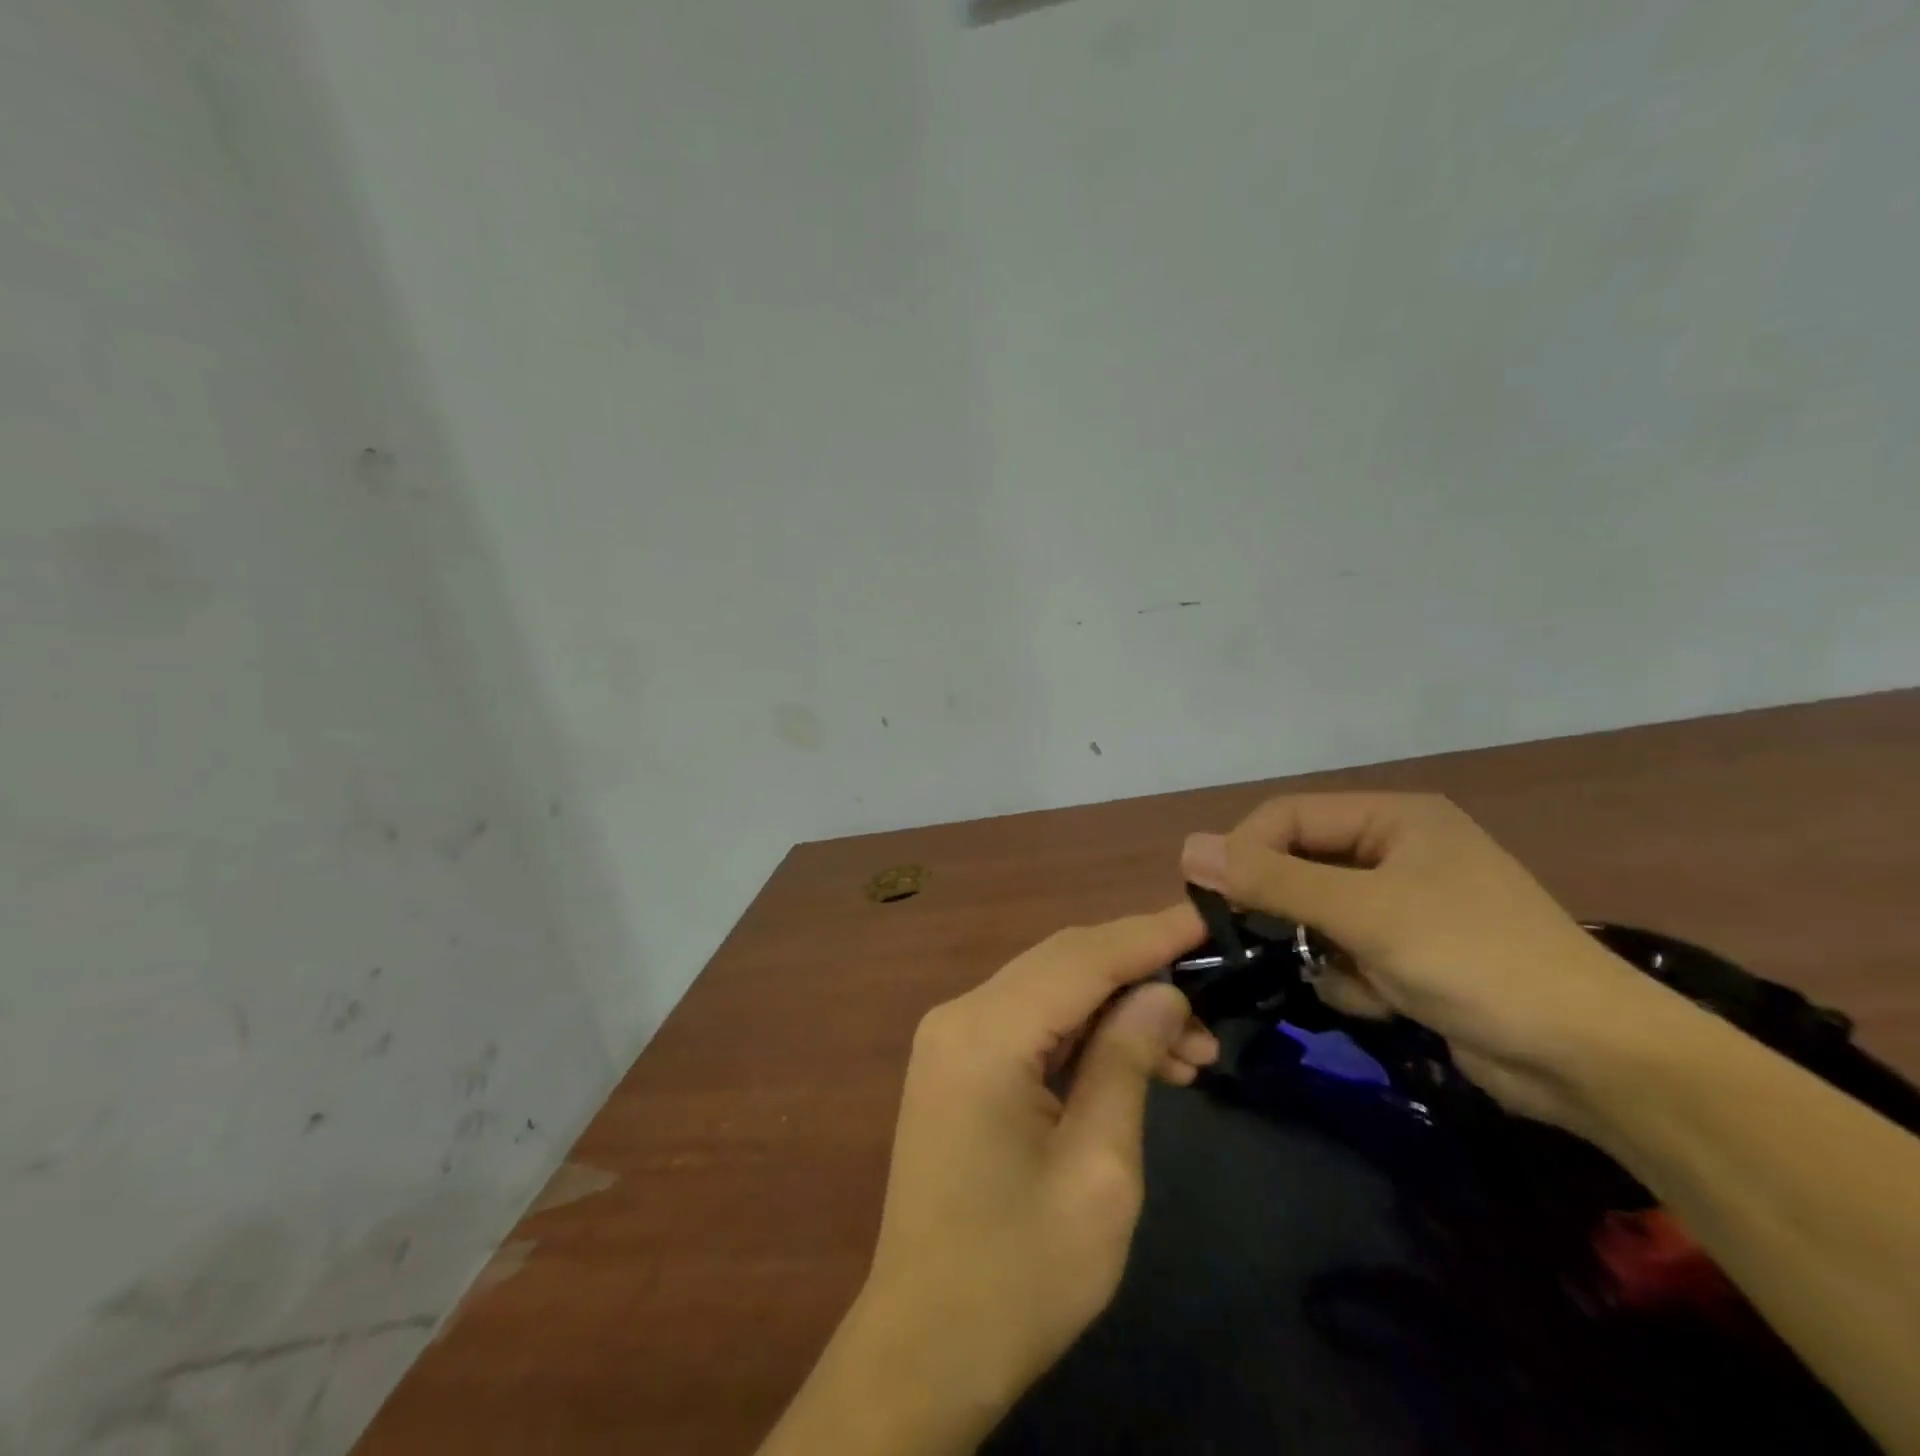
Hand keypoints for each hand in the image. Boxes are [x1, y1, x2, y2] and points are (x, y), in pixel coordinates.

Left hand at [760, 905, 1213, 1455]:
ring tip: (1195, 1052)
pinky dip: (1088, 1031)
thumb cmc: (1020, 1274)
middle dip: (1141, 971)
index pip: (1082, 957)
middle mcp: (960, 1015)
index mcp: (985, 1034)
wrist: (927, 1346)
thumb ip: (1127, 1062)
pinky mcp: (959, 1062)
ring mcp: (953, 1036)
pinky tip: (1143, 1060)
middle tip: (1214, 1001)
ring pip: (1052, 989)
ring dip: (1119, 1006)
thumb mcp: (1098, 1172)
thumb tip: (1163, 993)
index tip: (1209, 916)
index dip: (1150, 933)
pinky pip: (1033, 1022)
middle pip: (1063, 962)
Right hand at [1183, 793, 1667, 1129]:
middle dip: (1286, 909)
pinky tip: (1386, 1002)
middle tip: (1260, 942)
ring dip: (1322, 950)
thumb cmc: (1476, 960)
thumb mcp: (1365, 913)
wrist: (1593, 1062)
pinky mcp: (1412, 954)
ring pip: (1317, 916)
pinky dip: (1352, 979)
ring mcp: (1406, 905)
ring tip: (1356, 977)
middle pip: (1301, 866)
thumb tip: (1187, 848)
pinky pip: (1347, 953)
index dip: (1244, 850)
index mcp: (1393, 819)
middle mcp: (1396, 851)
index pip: (1288, 817)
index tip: (1211, 897)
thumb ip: (1272, 880)